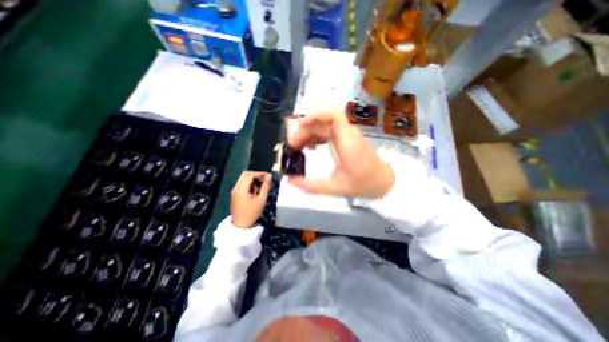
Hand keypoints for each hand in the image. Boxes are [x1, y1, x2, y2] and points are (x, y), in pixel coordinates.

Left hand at [231, 171, 270, 228]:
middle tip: (265, 179)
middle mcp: (236, 187)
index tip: (268, 175)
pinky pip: (242, 184)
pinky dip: (249, 183)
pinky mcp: (235, 194)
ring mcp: (234, 191)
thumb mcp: (261, 199)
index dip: (260, 173)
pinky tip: (255, 190)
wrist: (241, 225)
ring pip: (243, 178)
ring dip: (252, 179)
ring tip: (261, 186)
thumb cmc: (252, 213)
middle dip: (256, 174)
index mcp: (241, 189)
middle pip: (245, 174)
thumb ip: (265, 186)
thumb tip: (269, 176)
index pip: (250, 175)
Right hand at [287, 110, 394, 197]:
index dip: (314, 116)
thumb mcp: (335, 187)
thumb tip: (290, 181)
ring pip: (324, 125)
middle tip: (294, 147)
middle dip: (305, 130)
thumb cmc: (363, 184)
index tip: (299, 128)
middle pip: (322, 121)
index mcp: (347, 141)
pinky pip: (328, 130)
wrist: (383, 182)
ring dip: (309, 132)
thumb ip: (311, 186)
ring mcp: (347, 134)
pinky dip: (317, 135)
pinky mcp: (346, 138)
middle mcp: (347, 133)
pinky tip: (312, 146)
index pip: (332, 116)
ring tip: (299, 147)